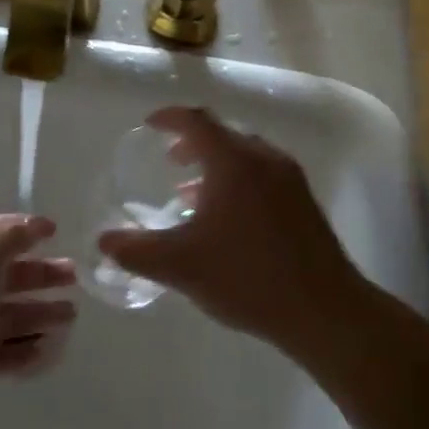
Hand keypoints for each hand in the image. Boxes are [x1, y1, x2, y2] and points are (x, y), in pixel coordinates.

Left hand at [0, 215, 76, 428]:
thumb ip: (10, 237)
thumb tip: (38, 223)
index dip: (26, 231)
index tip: (56, 232)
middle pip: (12, 276)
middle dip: (43, 274)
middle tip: (75, 277)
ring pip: (15, 316)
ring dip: (43, 313)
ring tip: (71, 315)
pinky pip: (10, 352)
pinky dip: (30, 350)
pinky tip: (49, 348)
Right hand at [97, 108, 362, 354]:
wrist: (324, 309)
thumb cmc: (247, 276)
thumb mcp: (181, 265)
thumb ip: (137, 251)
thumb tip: (105, 241)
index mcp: (233, 162)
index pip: (197, 121)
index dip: (170, 118)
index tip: (150, 125)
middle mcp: (264, 159)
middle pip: (224, 135)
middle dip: (193, 143)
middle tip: (170, 160)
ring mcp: (290, 179)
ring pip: (246, 156)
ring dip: (216, 165)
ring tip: (192, 193)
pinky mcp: (305, 203)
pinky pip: (263, 175)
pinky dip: (238, 181)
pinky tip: (228, 220)